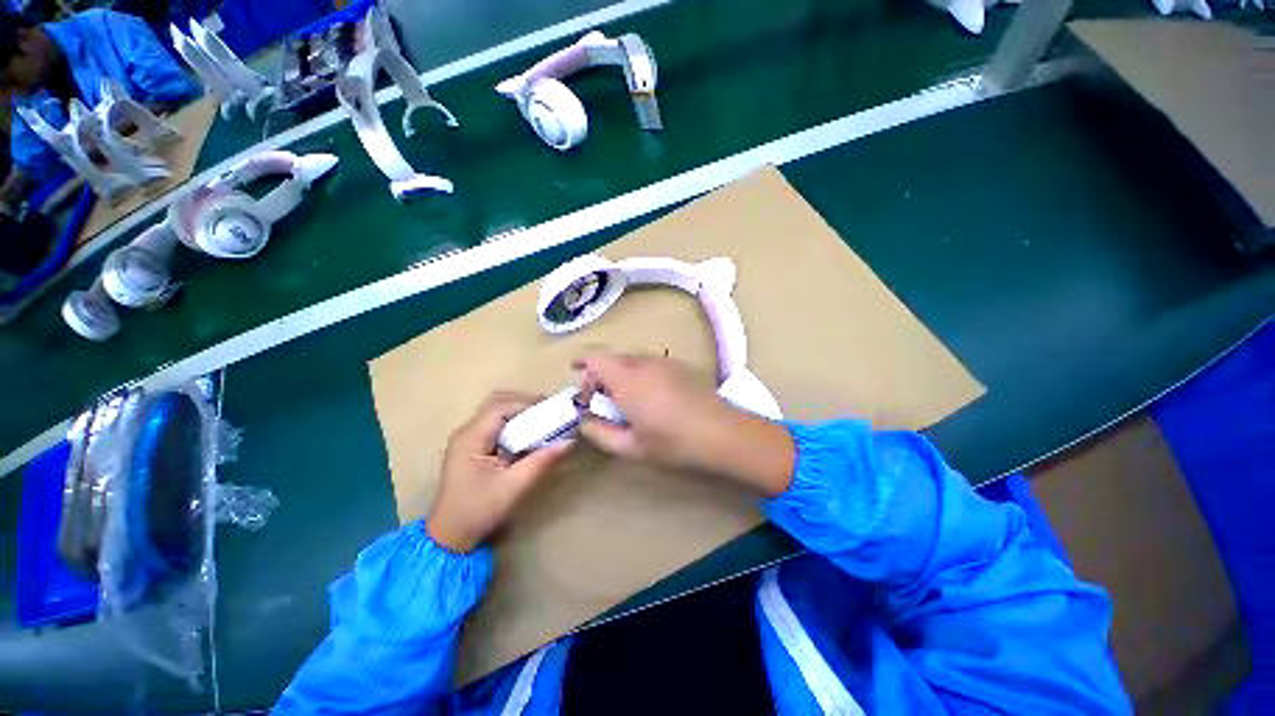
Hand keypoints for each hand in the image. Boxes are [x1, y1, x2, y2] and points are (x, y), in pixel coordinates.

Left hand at [427, 392, 572, 552]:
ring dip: (521, 412)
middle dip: (525, 403)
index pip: (501, 407)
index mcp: (471, 438)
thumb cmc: (478, 511)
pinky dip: (516, 423)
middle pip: (498, 402)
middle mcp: (467, 432)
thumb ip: (541, 461)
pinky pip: (497, 424)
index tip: (553, 411)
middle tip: (550, 413)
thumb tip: (569, 442)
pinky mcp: (474, 446)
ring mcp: (469, 438)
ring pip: (497, 411)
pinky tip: (530, 434)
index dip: (528, 404)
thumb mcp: (513, 487)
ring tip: (544, 422)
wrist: (450, 537)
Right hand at [574, 351, 794, 496]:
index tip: (575, 373)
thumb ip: (600, 433)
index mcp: (626, 379)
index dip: (582, 362)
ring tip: (626, 400)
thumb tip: (584, 421)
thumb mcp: (630, 446)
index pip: (595, 358)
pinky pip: (650, 363)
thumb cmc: (672, 442)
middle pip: (613, 358)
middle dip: (600, 374)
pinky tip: (650, 396)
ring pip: (632, 360)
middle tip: (601, 400)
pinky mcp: (679, 366)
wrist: (721, 433)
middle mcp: (643, 363)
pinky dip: (640, 373)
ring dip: (621, 374)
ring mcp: (664, 362)